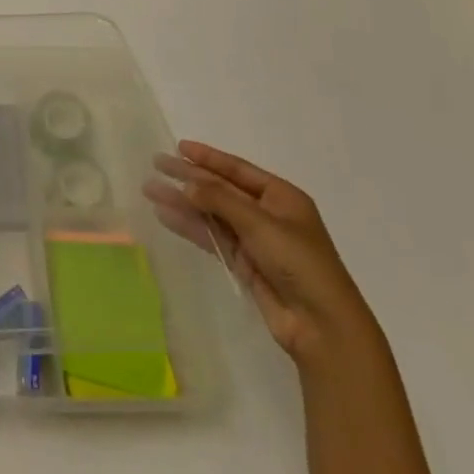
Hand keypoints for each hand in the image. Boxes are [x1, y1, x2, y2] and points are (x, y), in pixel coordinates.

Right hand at [144, 141, 382, 369]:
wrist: (322, 327)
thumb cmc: (299, 263)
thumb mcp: (260, 223)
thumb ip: (220, 200)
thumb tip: (186, 183)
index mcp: (282, 197)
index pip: (238, 170)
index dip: (208, 157)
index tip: (179, 147)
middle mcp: (268, 214)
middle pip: (221, 190)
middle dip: (189, 178)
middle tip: (156, 165)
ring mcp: (255, 240)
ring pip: (212, 213)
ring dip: (183, 202)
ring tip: (150, 190)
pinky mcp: (245, 264)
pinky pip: (212, 237)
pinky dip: (190, 226)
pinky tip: (165, 217)